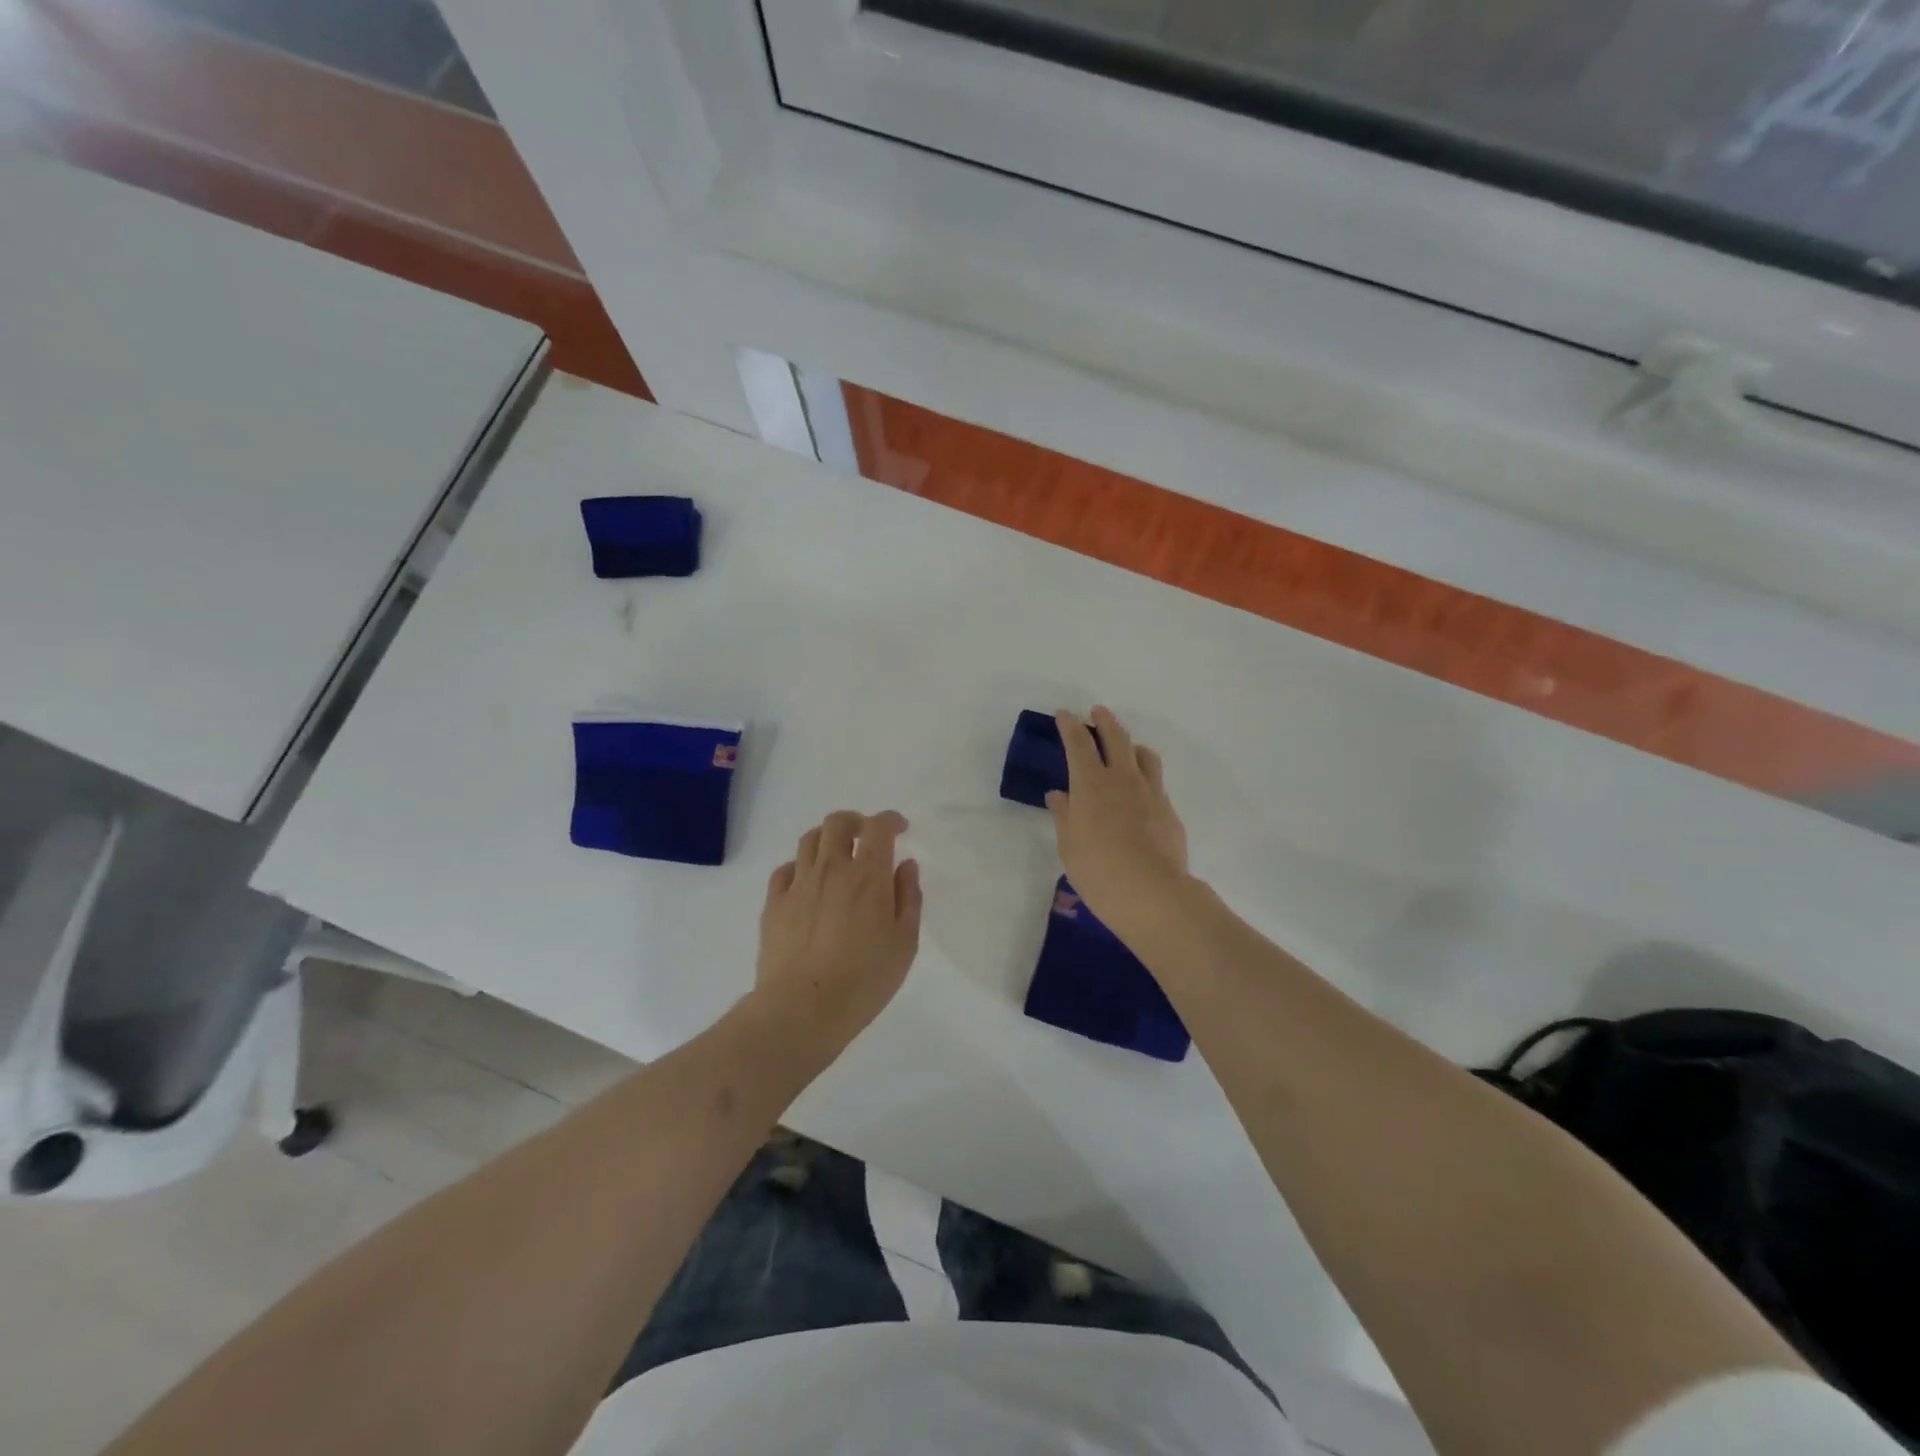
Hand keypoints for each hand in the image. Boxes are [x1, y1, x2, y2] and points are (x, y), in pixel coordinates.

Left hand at [752, 810, 922, 1049]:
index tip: (900, 829)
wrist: (802, 1009)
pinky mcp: (774, 904)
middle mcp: (831, 869)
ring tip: (837, 855)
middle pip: (837, 823)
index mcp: (868, 875)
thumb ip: (908, 897)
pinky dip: (800, 866)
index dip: (891, 820)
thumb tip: (905, 865)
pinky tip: (807, 882)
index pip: (879, 827)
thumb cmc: (865, 979)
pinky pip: (785, 870)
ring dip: (827, 838)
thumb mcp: (905, 942)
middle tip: (866, 836)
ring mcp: (798, 884)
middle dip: (856, 821)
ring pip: (809, 840)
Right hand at [1047, 707, 1189, 926]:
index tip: (1064, 714)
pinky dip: (1145, 775)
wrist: (1152, 892)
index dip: (1070, 726)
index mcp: (1090, 784)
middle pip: (1116, 738)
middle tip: (1098, 712)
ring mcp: (1150, 792)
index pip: (1078, 743)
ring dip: (1131, 744)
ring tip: (1126, 748)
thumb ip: (1065, 816)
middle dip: (1105, 721)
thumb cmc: (1098, 870)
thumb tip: (1058, 795)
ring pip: (1143, 755)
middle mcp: (1122, 779)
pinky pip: (1156, 781)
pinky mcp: (1169, 810)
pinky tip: (1140, 791)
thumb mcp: (1069, 845)